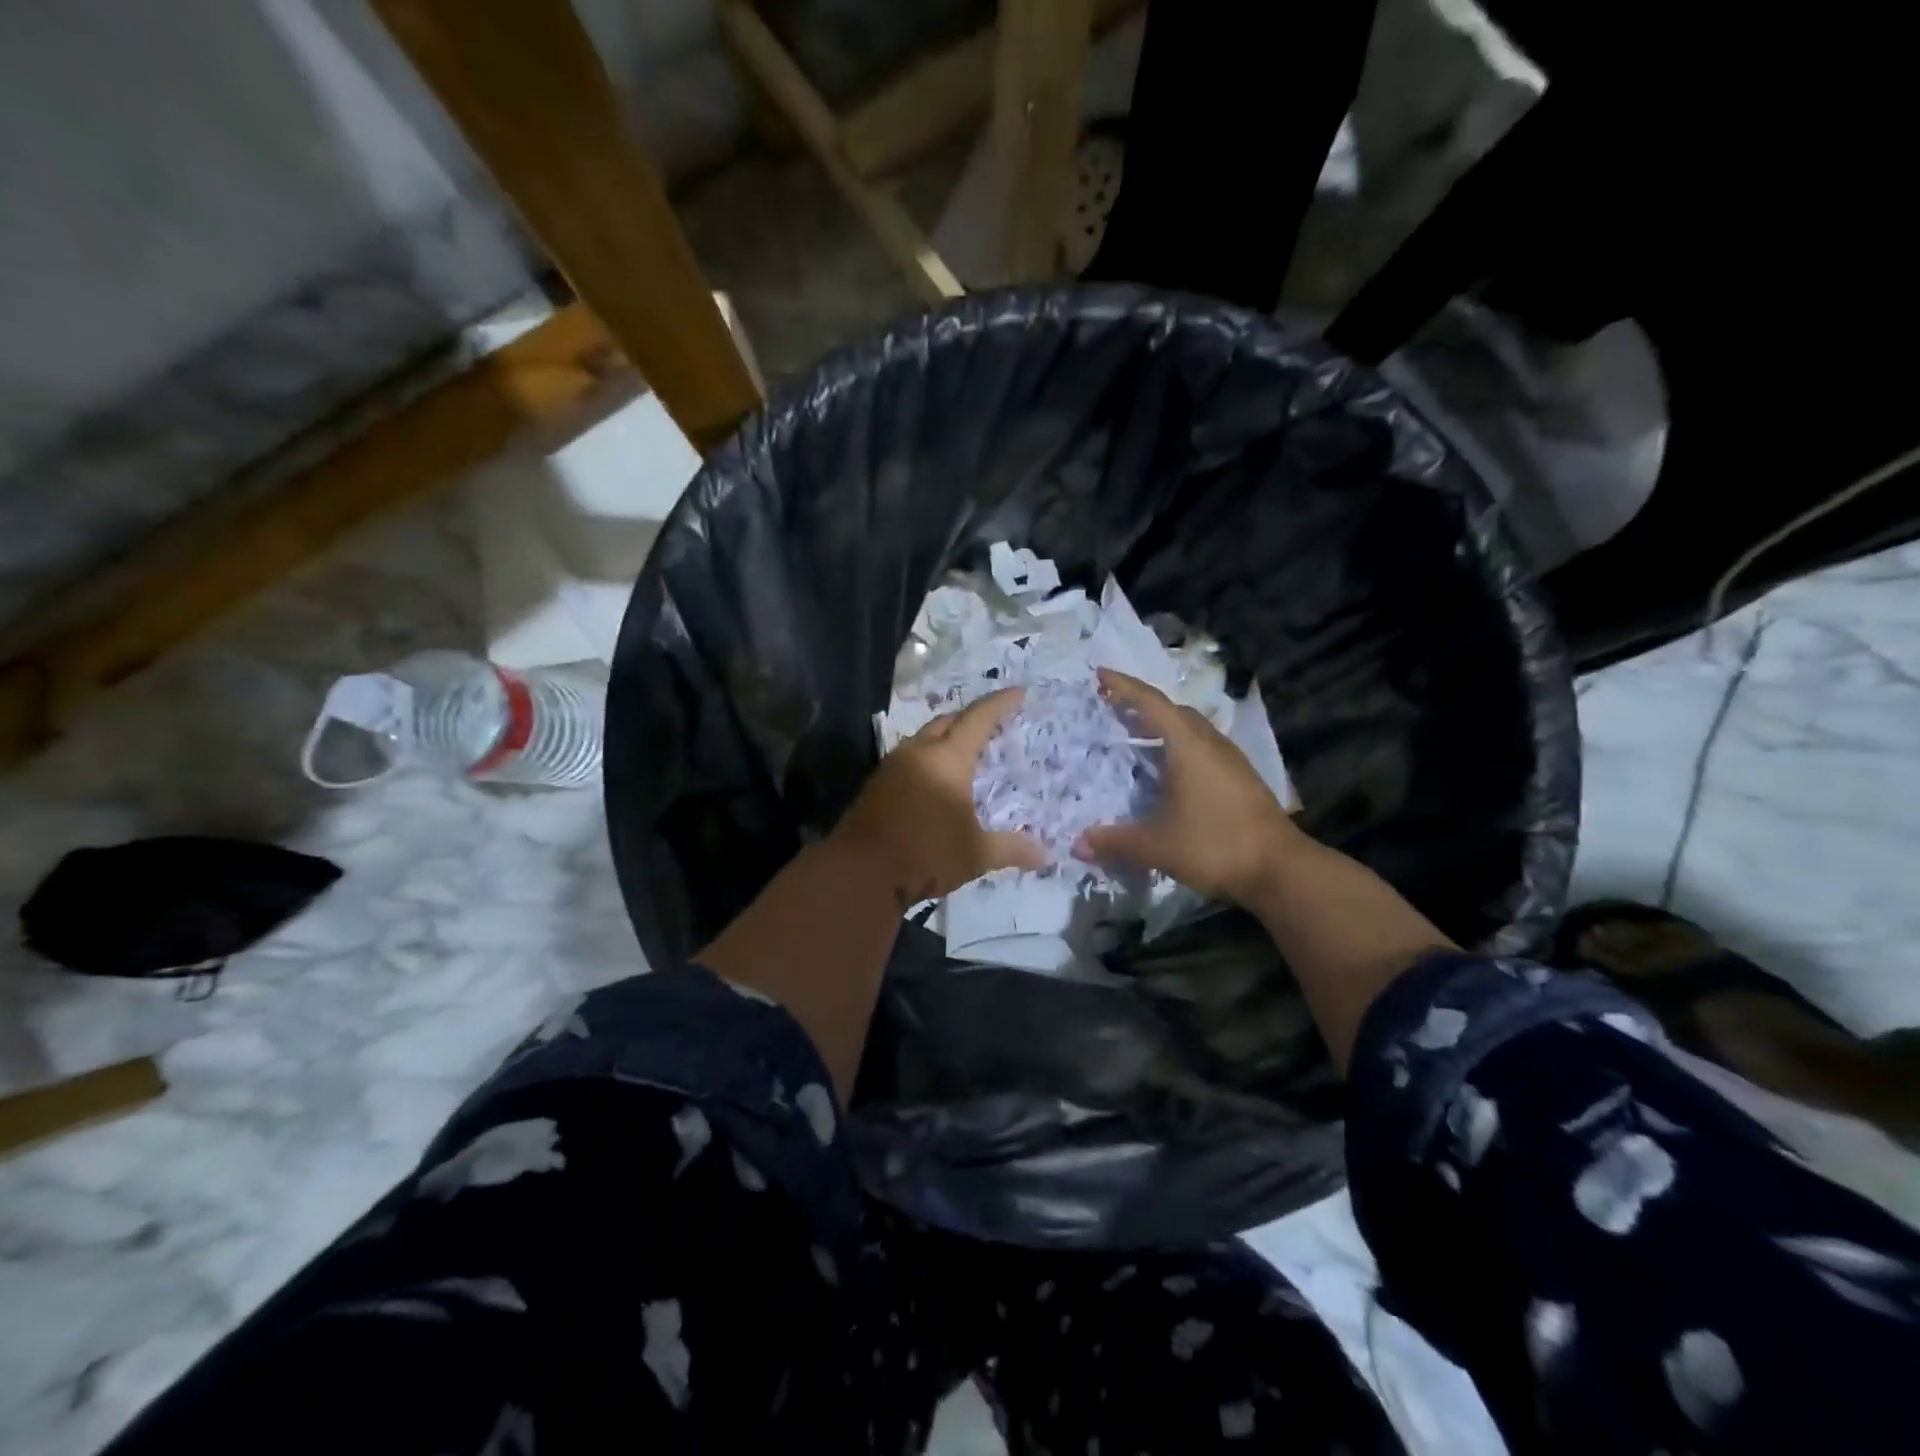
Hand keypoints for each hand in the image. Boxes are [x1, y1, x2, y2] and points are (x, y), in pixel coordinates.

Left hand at [836, 687, 1046, 903]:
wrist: (859, 872)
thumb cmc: (925, 854)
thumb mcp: (976, 854)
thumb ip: (1011, 848)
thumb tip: (1045, 853)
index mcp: (947, 758)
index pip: (978, 719)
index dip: (1000, 704)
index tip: (1018, 693)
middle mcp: (918, 753)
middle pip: (947, 722)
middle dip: (970, 718)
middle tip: (992, 724)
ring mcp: (892, 767)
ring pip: (924, 739)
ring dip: (946, 738)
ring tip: (966, 751)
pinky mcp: (877, 785)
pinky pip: (910, 759)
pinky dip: (929, 759)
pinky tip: (936, 779)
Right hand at [1078, 669, 1298, 906]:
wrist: (1281, 870)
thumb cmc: (1215, 845)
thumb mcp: (1157, 846)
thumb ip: (1116, 841)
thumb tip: (1078, 843)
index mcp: (1188, 746)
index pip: (1151, 703)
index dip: (1124, 687)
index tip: (1099, 673)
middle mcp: (1211, 744)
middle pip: (1174, 711)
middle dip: (1142, 705)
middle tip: (1112, 707)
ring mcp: (1230, 760)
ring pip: (1191, 730)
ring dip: (1163, 726)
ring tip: (1136, 735)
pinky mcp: (1241, 779)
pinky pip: (1202, 748)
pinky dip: (1178, 747)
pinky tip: (1168, 770)